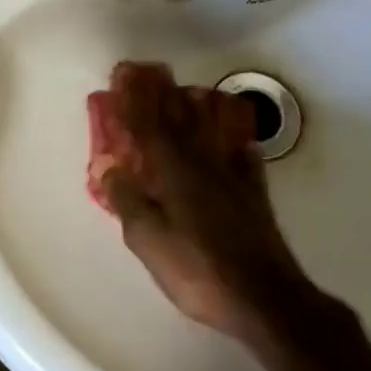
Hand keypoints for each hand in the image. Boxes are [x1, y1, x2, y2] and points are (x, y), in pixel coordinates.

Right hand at [90, 62, 317, 340]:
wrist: (262, 297)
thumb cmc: (196, 269)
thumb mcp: (147, 239)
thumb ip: (127, 199)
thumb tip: (108, 166)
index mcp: (173, 172)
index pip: (148, 125)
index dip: (134, 99)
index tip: (123, 75)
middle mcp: (203, 164)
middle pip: (180, 120)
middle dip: (161, 94)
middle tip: (148, 73)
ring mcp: (233, 178)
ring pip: (212, 131)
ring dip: (197, 107)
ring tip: (187, 91)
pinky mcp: (254, 196)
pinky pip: (243, 157)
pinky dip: (236, 142)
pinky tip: (236, 139)